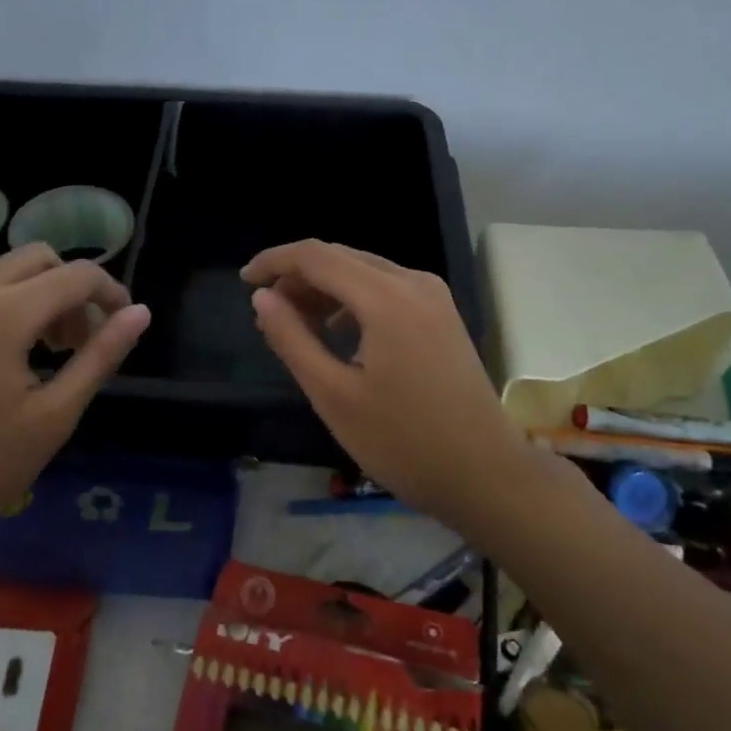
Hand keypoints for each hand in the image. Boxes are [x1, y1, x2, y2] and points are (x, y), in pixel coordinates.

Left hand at [0, 244, 150, 547]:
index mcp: (6, 311)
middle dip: (74, 289)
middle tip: (82, 342)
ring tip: (50, 353)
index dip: (112, 293)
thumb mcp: (52, 416)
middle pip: (42, 258)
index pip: (78, 274)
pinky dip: (11, 303)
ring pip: (10, 271)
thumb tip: (140, 314)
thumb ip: (99, 357)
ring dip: (43, 295)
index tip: (125, 327)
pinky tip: (10, 358)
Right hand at [243, 240, 524, 521]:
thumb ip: (292, 339)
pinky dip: (352, 301)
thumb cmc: (403, 442)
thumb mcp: (333, 395)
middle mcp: (412, 282)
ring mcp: (432, 296)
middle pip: (341, 257)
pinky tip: (337, 334)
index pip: (316, 256)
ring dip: (324, 289)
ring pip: (363, 271)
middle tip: (266, 311)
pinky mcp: (441, 314)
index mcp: (385, 297)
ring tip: (295, 325)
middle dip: (298, 277)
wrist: (486, 474)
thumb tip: (262, 298)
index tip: (244, 282)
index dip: (274, 261)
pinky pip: (385, 289)